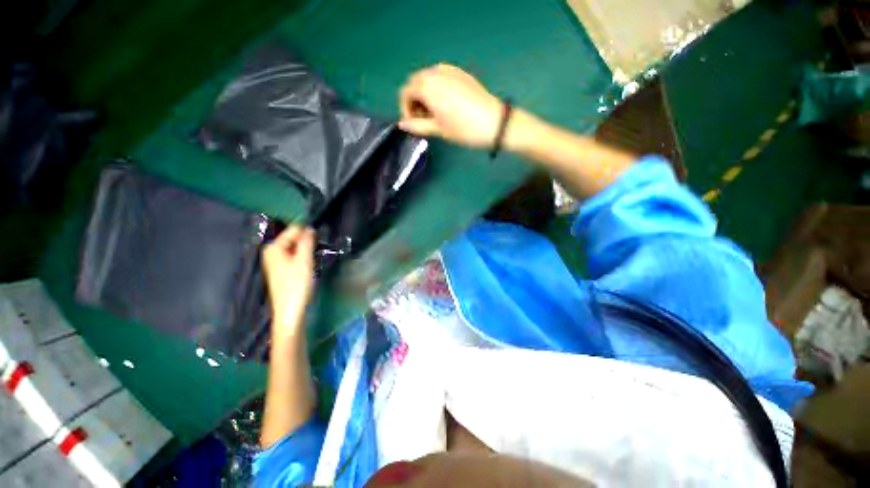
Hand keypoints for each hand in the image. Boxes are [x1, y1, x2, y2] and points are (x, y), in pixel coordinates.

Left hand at [262, 225, 315, 334]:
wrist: (290, 310)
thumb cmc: (296, 284)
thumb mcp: (304, 260)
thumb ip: (306, 242)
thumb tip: (309, 227)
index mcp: (273, 248)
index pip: (292, 230)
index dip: (307, 231)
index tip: (320, 233)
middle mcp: (271, 252)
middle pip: (293, 239)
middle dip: (306, 241)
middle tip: (319, 246)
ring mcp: (275, 262)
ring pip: (294, 248)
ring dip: (306, 250)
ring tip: (315, 254)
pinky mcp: (281, 270)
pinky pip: (293, 256)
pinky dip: (302, 257)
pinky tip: (310, 263)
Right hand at [399, 64, 502, 148]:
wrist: (494, 123)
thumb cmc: (463, 129)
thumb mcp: (438, 130)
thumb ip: (417, 125)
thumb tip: (402, 125)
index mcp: (427, 86)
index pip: (406, 93)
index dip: (406, 110)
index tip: (413, 124)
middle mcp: (435, 72)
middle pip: (415, 82)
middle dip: (415, 100)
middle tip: (423, 119)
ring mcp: (449, 70)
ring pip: (428, 78)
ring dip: (425, 93)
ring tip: (435, 113)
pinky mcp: (461, 73)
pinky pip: (441, 76)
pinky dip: (437, 88)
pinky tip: (446, 103)